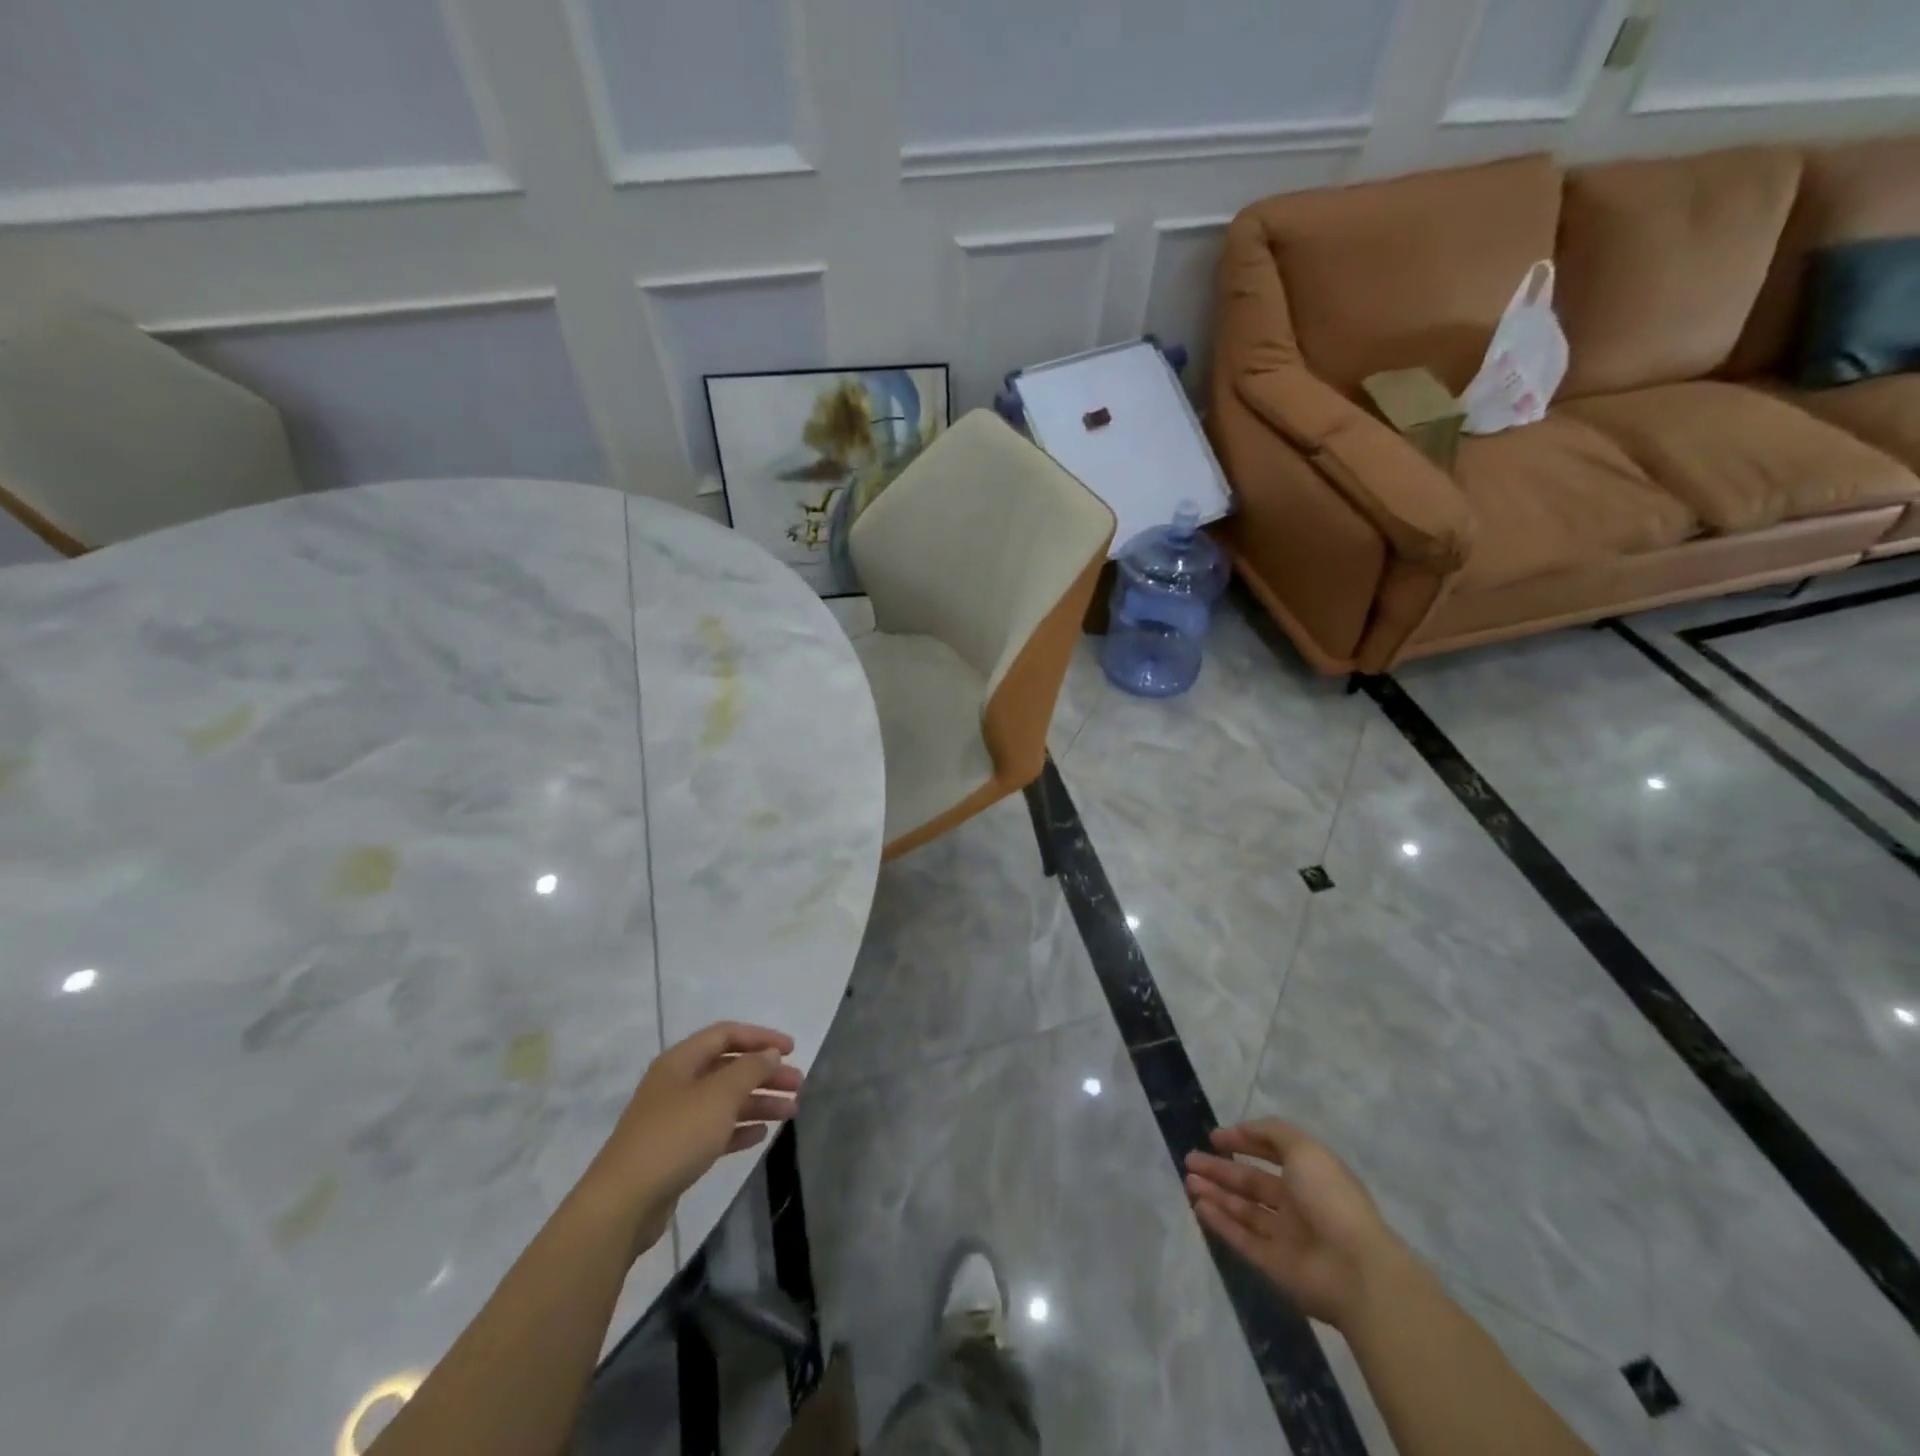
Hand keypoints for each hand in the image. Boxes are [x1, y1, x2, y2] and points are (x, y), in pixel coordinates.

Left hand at [583, 1022, 802, 1252]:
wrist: (623, 1204)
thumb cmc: (675, 1137)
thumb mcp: (719, 1095)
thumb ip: (750, 1069)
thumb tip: (770, 1053)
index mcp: (681, 1061)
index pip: (726, 1034)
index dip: (761, 1037)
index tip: (792, 1049)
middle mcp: (677, 1084)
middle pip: (729, 1068)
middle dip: (765, 1073)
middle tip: (798, 1085)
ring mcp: (674, 1119)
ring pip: (725, 1101)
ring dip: (759, 1102)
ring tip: (791, 1112)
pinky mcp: (675, 1152)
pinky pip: (715, 1130)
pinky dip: (739, 1128)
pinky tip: (761, 1135)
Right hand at [1185, 1119, 1415, 1330]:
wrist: (1356, 1269)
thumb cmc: (1329, 1198)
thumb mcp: (1304, 1149)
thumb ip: (1272, 1133)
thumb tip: (1241, 1130)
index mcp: (1309, 1175)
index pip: (1271, 1154)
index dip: (1243, 1142)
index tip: (1214, 1137)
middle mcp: (1297, 1204)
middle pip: (1251, 1183)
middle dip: (1220, 1170)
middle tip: (1190, 1160)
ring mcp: (1286, 1236)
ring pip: (1243, 1210)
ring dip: (1216, 1194)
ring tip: (1188, 1181)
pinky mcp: (1275, 1266)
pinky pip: (1243, 1239)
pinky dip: (1221, 1222)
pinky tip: (1199, 1206)